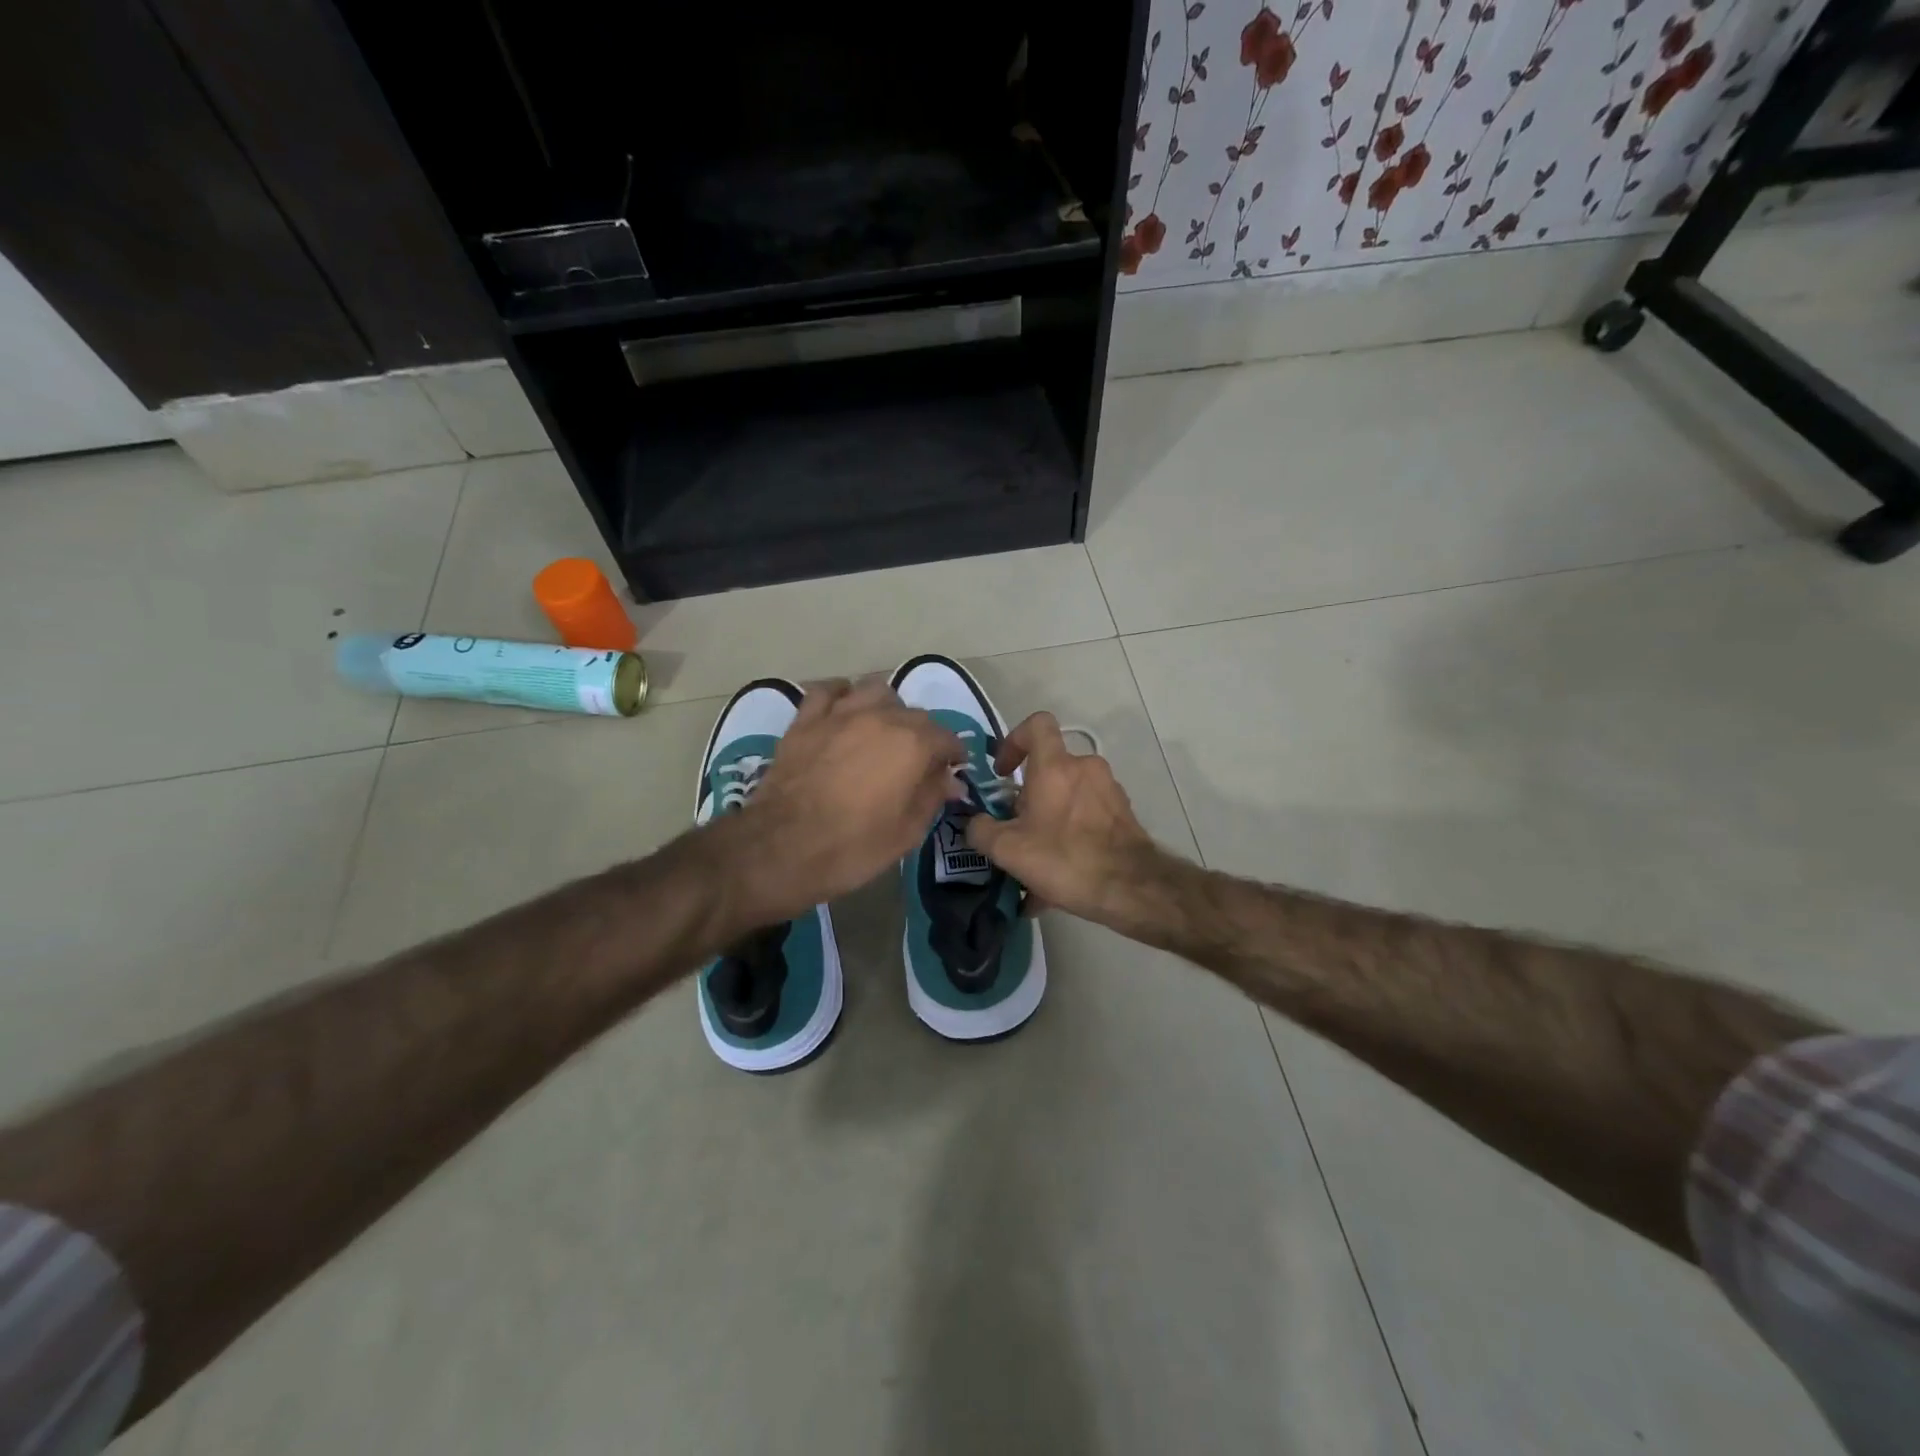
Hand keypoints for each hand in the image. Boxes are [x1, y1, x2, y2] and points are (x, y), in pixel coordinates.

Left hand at [729, 679, 964, 923]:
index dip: (953, 755)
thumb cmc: (853, 847)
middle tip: (916, 761)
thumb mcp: (906, 832)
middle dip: (923, 735)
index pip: (947, 738)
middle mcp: (881, 717)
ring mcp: (839, 714)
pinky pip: (827, 691)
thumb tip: (950, 780)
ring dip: (886, 707)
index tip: (950, 771)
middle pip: (914, 714)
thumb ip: (932, 797)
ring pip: (875, 690)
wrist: (781, 848)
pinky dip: (840, 695)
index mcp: (913, 744)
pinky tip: (842, 710)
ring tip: (883, 729)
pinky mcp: (805, 720)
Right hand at [964, 712, 1161, 924]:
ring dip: (1049, 820)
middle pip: (1050, 768)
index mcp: (1056, 766)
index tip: (1004, 772)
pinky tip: (1059, 878)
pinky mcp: (1123, 815)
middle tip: (1017, 828)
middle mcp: (1085, 768)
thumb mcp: (1007, 850)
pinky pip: (1086, 817)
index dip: (1014, 740)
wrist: (1131, 889)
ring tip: (1037, 861)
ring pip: (1068, 796)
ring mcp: (1109, 790)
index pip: (1036, 724)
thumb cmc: (1065, 858)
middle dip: (1029, 796)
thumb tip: (975, 823)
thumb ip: (981, 830)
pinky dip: (1070, 836)